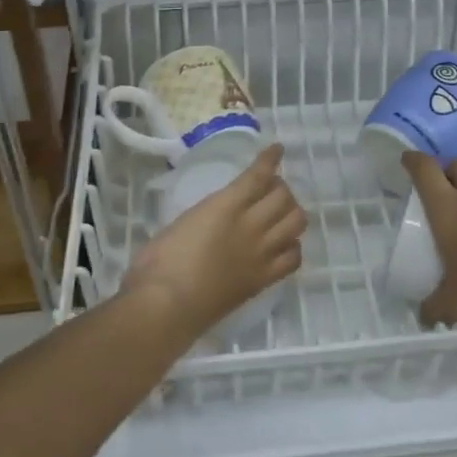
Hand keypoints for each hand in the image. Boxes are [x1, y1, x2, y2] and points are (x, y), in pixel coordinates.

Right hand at [124, 145, 305, 333]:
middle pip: (284, 197)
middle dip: (281, 187)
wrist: (167, 306)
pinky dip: (293, 247)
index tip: (277, 150)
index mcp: (226, 206)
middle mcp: (251, 226)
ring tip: (280, 214)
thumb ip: (208, 212)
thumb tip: (217, 216)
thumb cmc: (160, 261)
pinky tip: (284, 246)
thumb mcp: (184, 221)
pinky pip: (293, 258)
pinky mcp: (263, 280)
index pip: (258, 176)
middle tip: (271, 190)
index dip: (271, 159)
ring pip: (296, 223)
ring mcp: (261, 254)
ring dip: (292, 212)